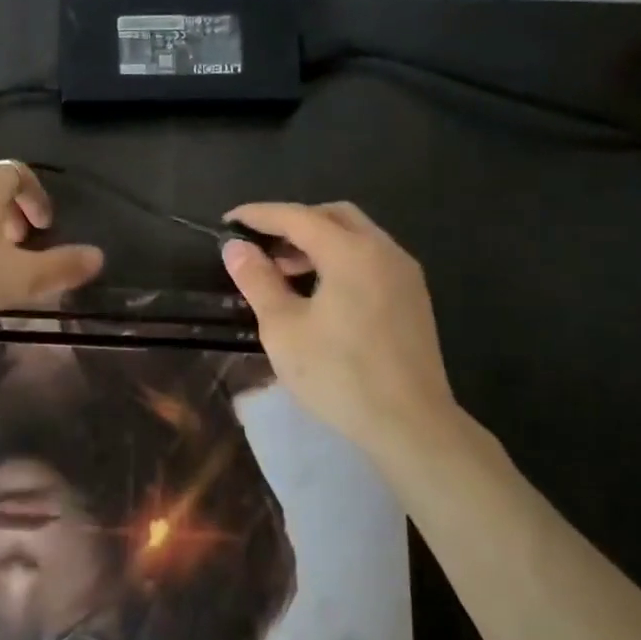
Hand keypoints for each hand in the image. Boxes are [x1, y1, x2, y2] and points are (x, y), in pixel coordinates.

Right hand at [219, 201, 464, 457]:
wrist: (410, 424)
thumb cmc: (339, 375)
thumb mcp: (284, 328)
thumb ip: (258, 280)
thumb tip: (236, 247)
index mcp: (352, 252)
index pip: (297, 216)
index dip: (259, 215)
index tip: (228, 222)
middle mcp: (383, 251)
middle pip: (333, 216)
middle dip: (293, 223)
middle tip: (260, 246)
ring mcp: (404, 274)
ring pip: (356, 237)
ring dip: (317, 242)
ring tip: (283, 272)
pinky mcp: (412, 298)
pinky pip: (370, 259)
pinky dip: (340, 260)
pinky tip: (319, 292)